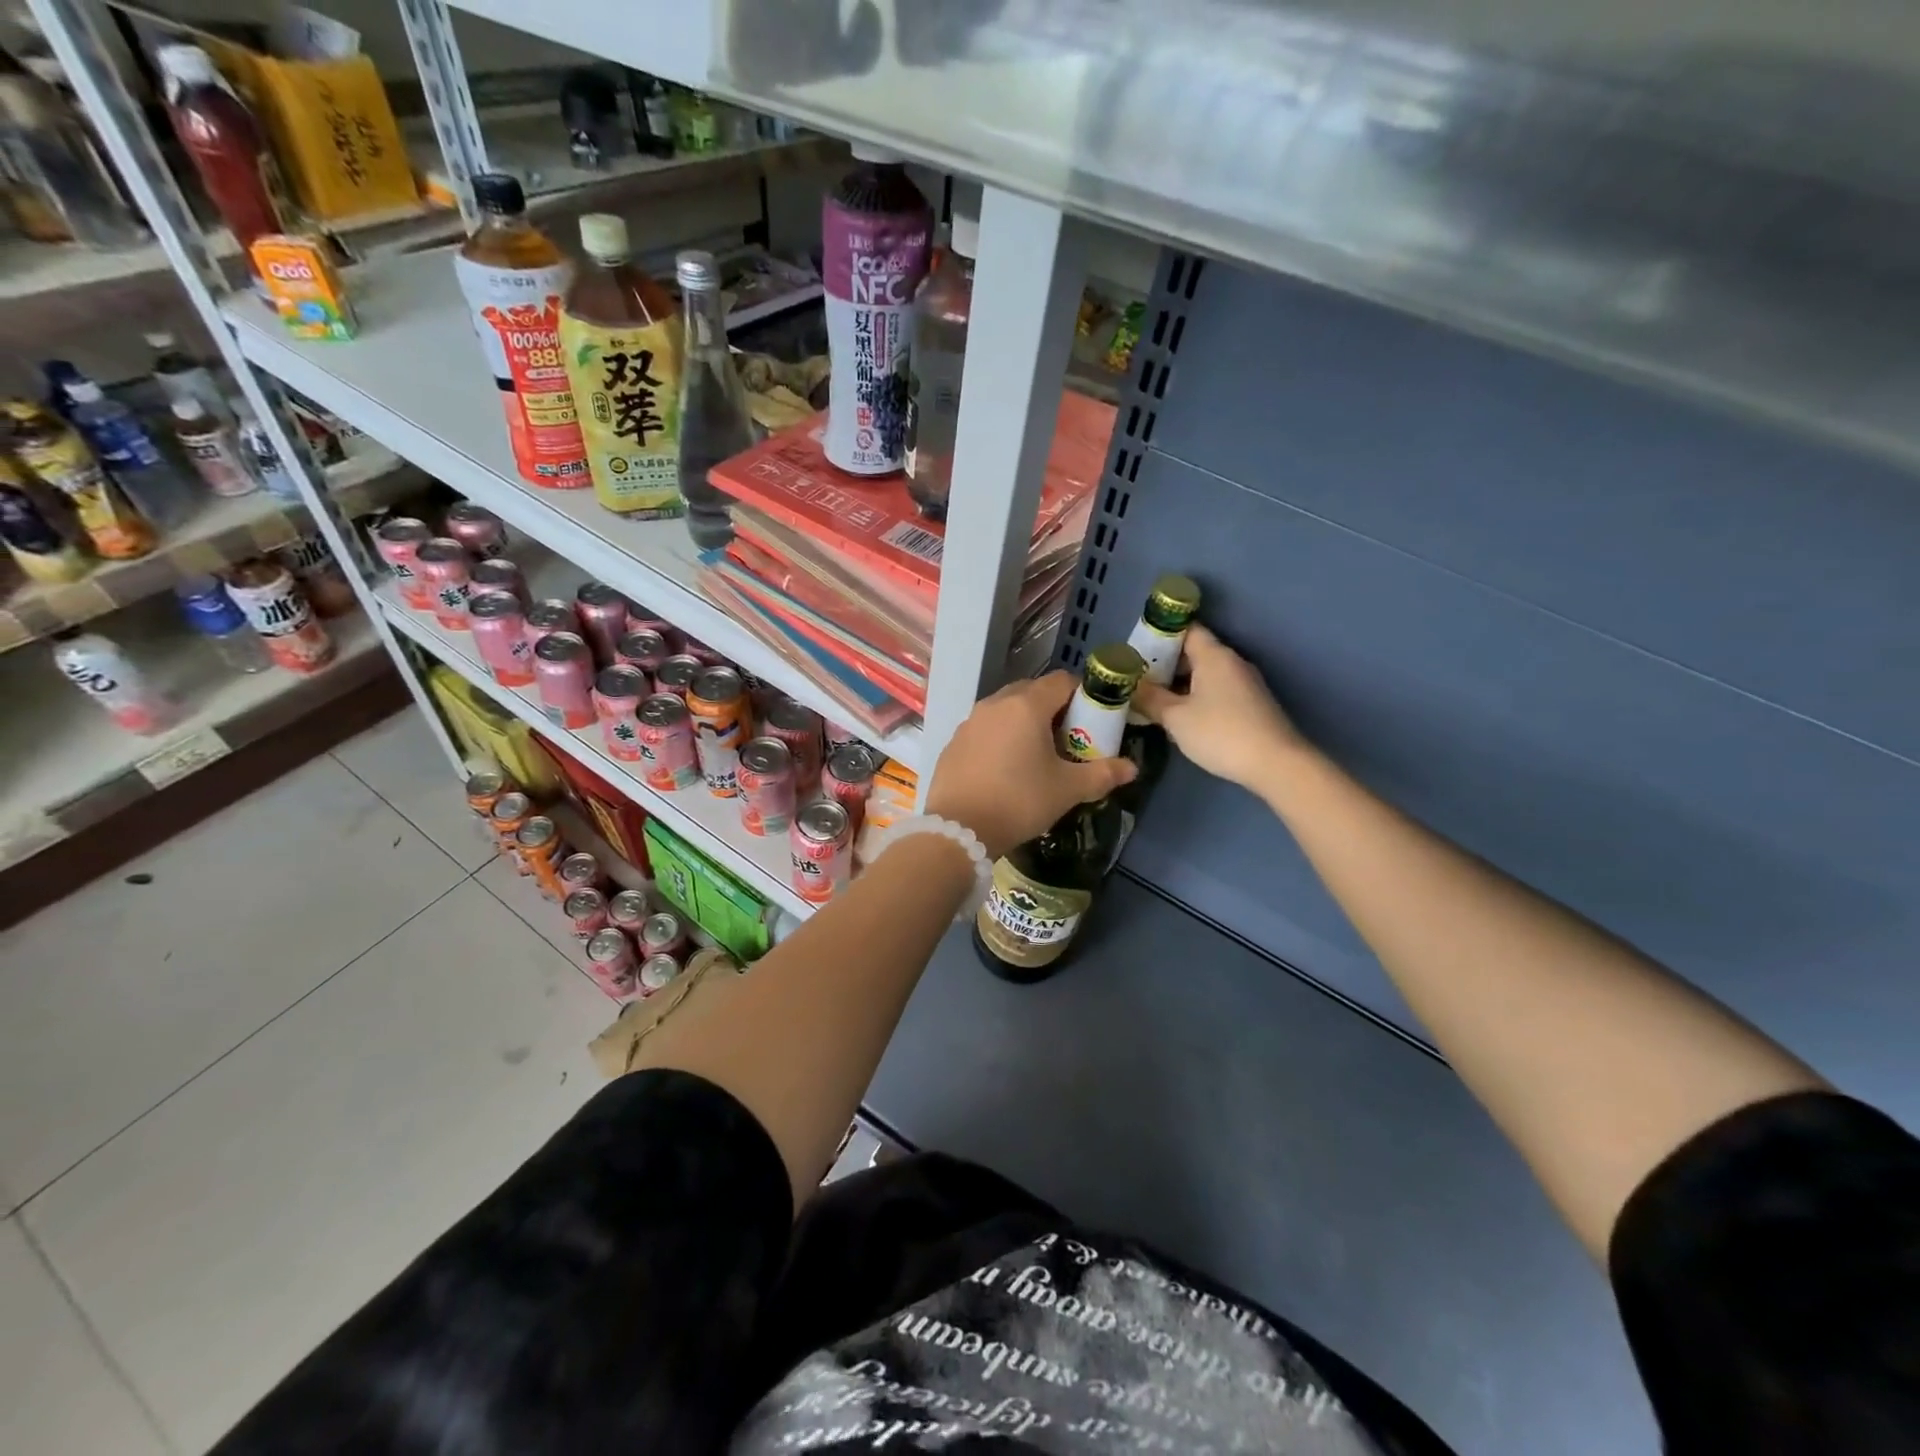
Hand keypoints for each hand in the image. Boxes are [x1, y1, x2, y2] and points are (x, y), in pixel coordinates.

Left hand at [925, 671, 1136, 858]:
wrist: (958, 830)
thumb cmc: (1019, 801)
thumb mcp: (1067, 790)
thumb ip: (1102, 774)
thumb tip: (1132, 768)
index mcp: (1026, 706)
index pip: (1063, 681)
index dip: (1084, 695)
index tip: (1095, 720)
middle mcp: (995, 703)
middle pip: (1033, 691)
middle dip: (1055, 708)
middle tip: (1070, 739)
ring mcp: (970, 721)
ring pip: (1006, 709)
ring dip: (1026, 722)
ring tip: (1039, 755)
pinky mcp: (954, 742)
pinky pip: (986, 729)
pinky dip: (1001, 738)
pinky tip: (1006, 768)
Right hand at [1134, 624, 1301, 791]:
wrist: (1275, 764)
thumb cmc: (1220, 733)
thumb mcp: (1176, 718)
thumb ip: (1150, 699)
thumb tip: (1131, 686)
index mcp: (1214, 656)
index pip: (1187, 630)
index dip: (1161, 635)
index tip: (1138, 650)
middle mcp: (1232, 662)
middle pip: (1195, 652)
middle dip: (1166, 664)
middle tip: (1138, 679)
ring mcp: (1245, 684)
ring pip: (1206, 674)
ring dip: (1181, 684)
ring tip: (1154, 699)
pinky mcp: (1251, 705)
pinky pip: (1217, 691)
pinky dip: (1197, 697)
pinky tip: (1182, 717)